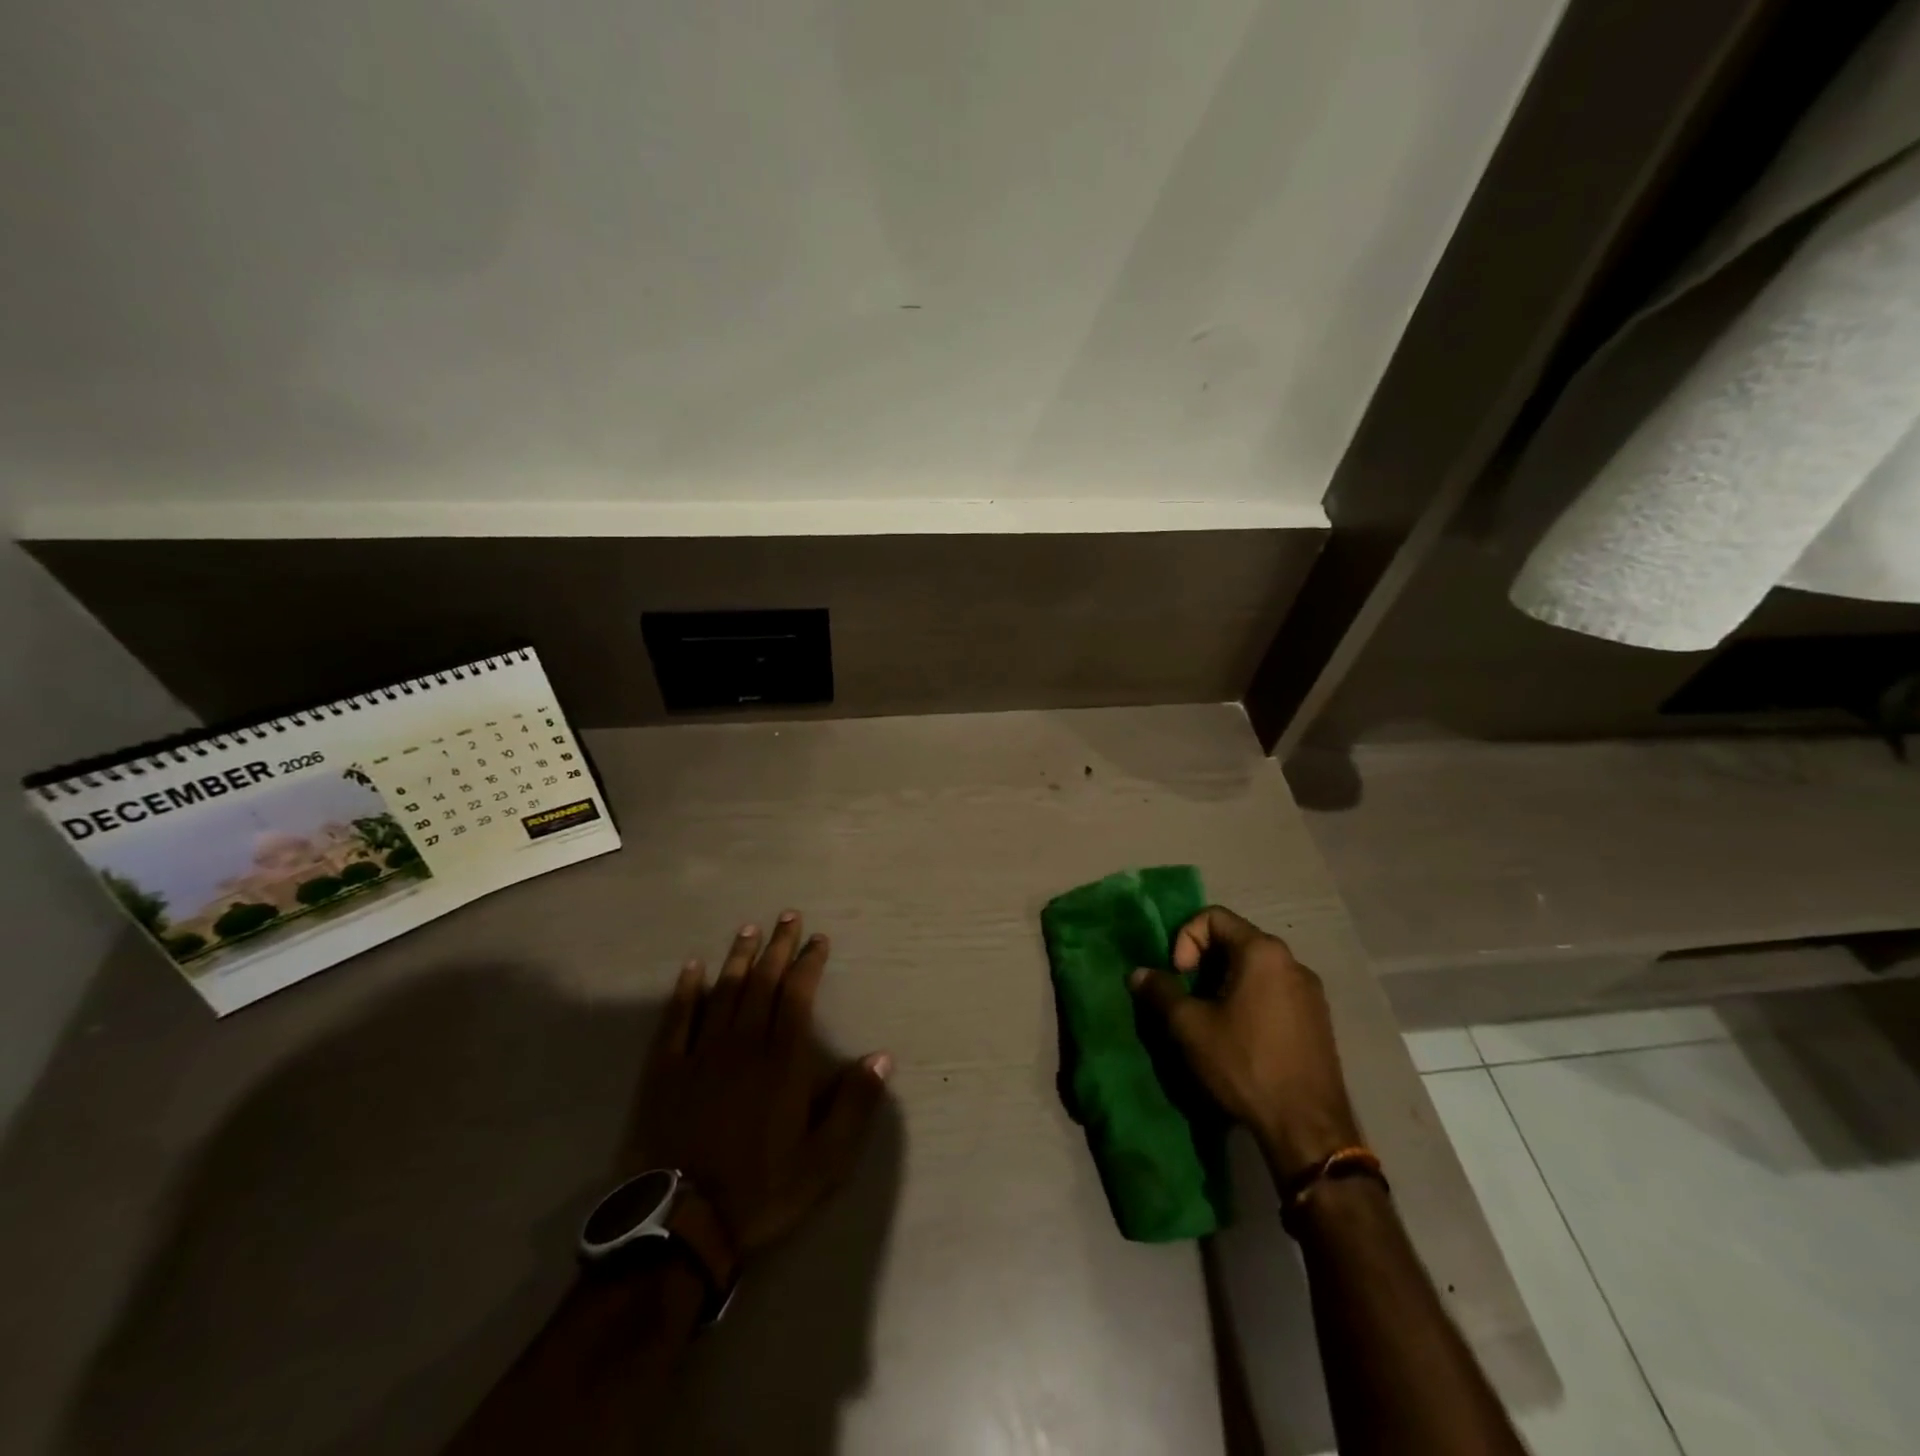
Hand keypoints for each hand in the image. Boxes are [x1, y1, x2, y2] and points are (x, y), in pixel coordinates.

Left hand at [630, 913, 891, 1257]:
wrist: (681, 1226)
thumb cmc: (761, 1191)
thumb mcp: (824, 1161)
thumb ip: (855, 1106)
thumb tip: (882, 1057)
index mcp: (782, 1061)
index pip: (798, 996)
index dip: (809, 963)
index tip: (818, 939)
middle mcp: (743, 1045)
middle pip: (762, 983)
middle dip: (777, 946)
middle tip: (787, 916)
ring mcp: (701, 1054)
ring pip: (724, 991)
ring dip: (739, 958)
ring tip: (749, 929)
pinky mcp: (666, 1071)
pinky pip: (677, 1019)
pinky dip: (686, 990)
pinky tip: (693, 968)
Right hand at [1130, 905, 1360, 1177]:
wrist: (1308, 1128)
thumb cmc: (1245, 1065)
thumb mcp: (1190, 1027)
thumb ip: (1161, 992)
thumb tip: (1139, 973)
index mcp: (1263, 952)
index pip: (1213, 917)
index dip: (1185, 939)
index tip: (1179, 976)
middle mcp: (1292, 961)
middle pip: (1235, 940)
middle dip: (1203, 963)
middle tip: (1188, 998)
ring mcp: (1310, 992)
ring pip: (1255, 968)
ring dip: (1225, 983)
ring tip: (1211, 1020)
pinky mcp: (1319, 1020)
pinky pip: (1275, 991)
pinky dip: (1250, 1000)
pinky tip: (1241, 1037)